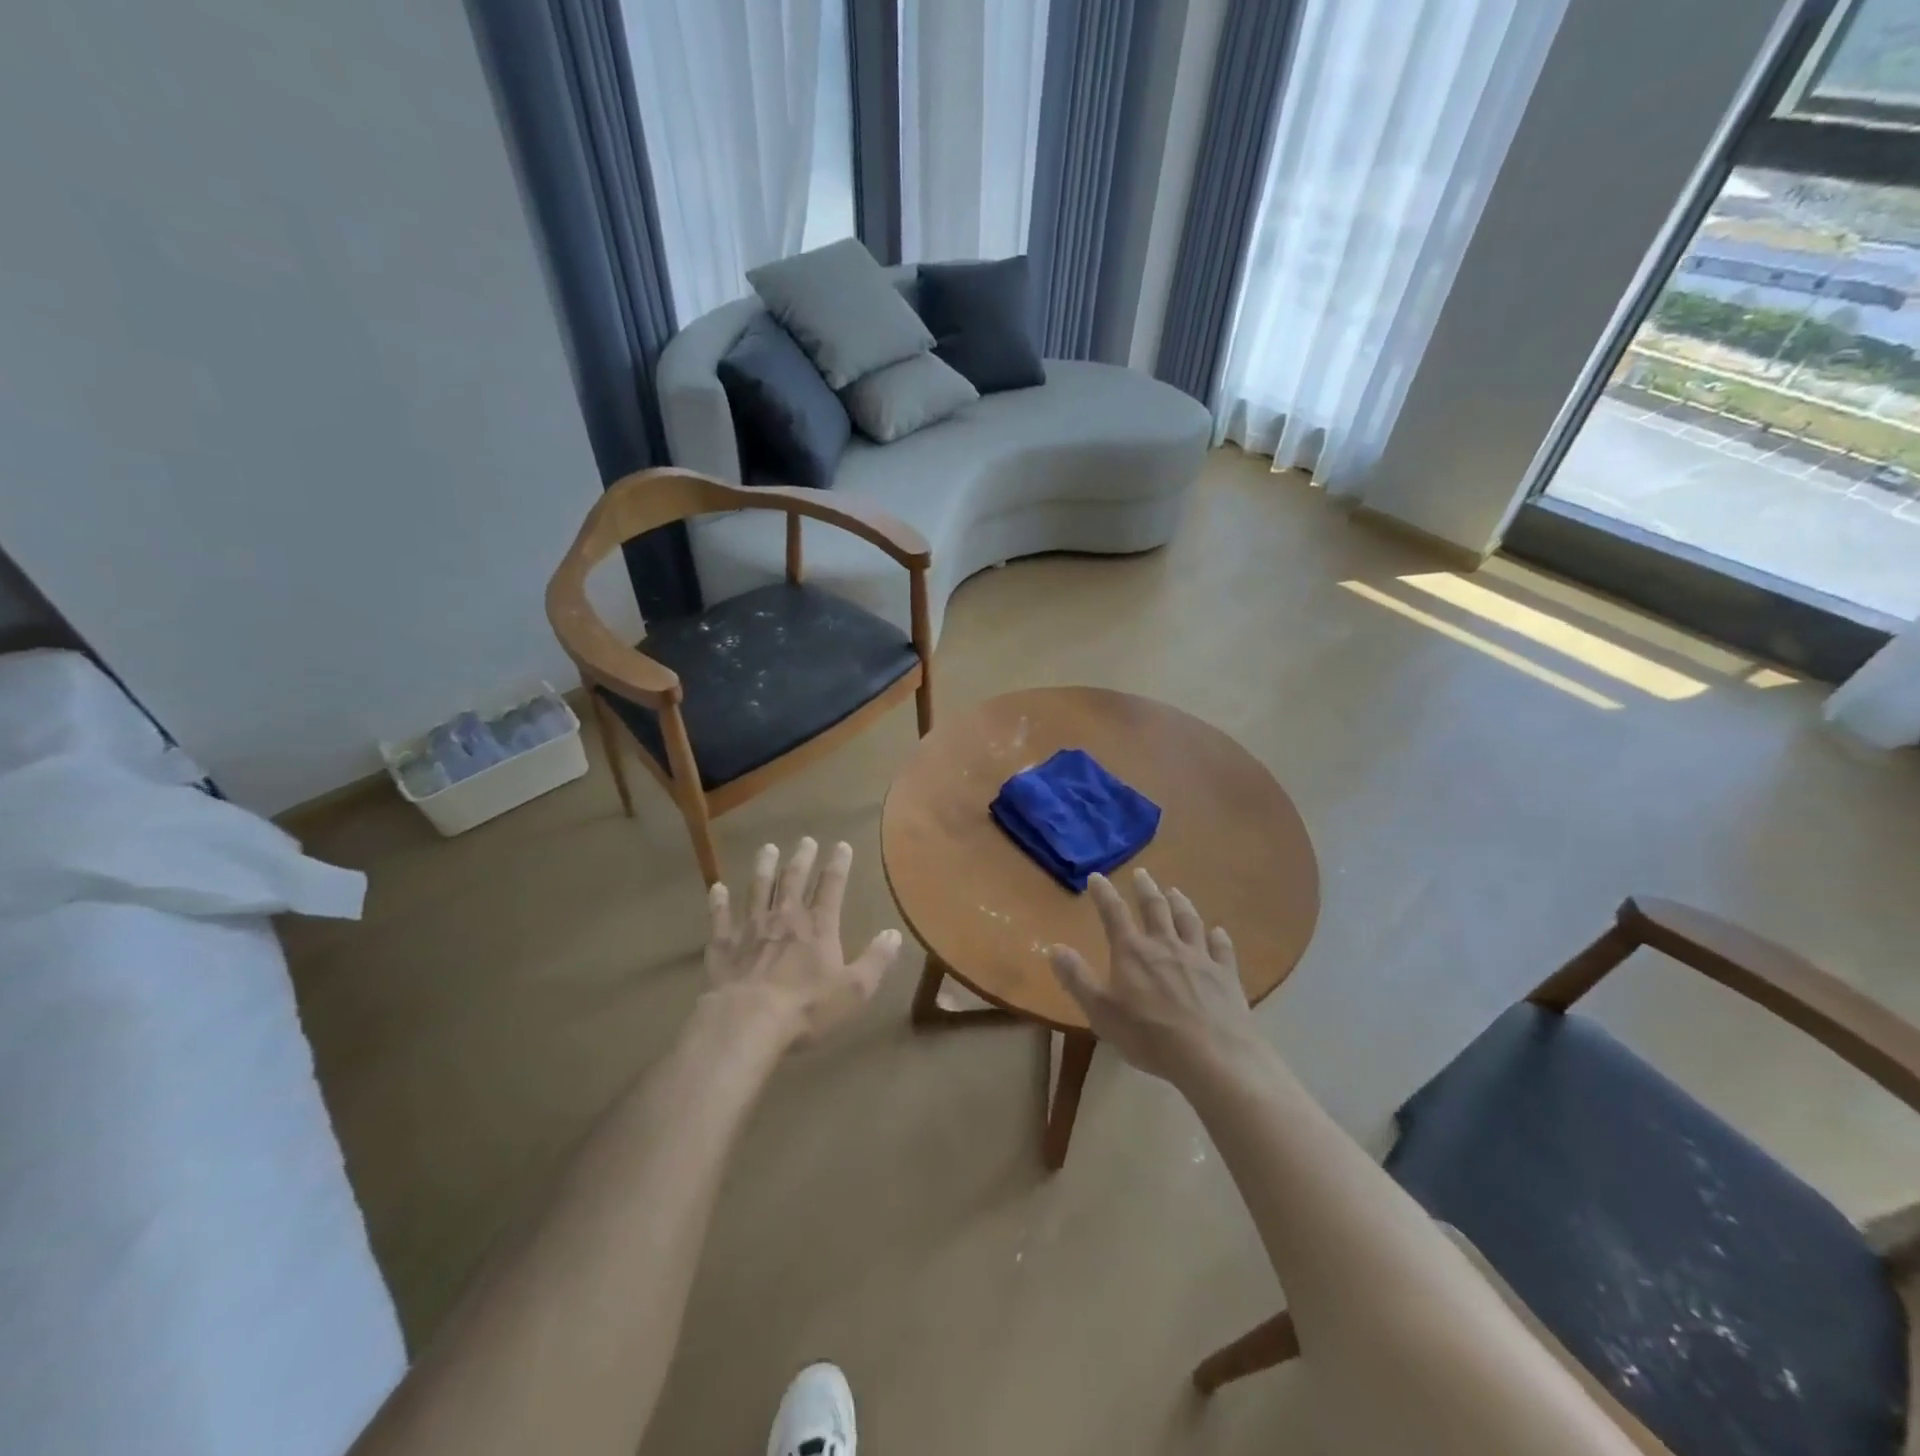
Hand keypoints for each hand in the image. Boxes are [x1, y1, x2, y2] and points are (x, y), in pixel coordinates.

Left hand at [704, 838, 901, 1043]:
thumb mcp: (854, 989)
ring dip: (763, 868)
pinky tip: (717, 888)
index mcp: (818, 926)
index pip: (831, 886)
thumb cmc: (807, 1006)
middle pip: (794, 880)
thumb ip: (876, 960)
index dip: (838, 865)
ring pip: (758, 889)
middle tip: (805, 840)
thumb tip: (894, 934)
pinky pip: (720, 918)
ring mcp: (751, 928)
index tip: (841, 845)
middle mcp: (785, 918)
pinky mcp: (724, 945)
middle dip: (802, 858)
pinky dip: (718, 902)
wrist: (748, 1021)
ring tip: (767, 848)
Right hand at [1049, 868, 1254, 1084]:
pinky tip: (1218, 932)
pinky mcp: (1226, 975)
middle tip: (1141, 873)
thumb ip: (1077, 978)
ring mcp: (1199, 958)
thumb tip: (1054, 947)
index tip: (1097, 876)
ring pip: (1189, 921)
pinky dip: (1218, 937)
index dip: (1104, 893)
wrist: (1213, 1056)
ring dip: (1180, 903)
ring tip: (1175, 891)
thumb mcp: (1101, 1011)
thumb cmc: (1149, 1036)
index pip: (1114, 913)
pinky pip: (1221, 948)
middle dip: (1145, 889)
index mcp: (1133, 952)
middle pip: (1155, 908)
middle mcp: (1166, 945)